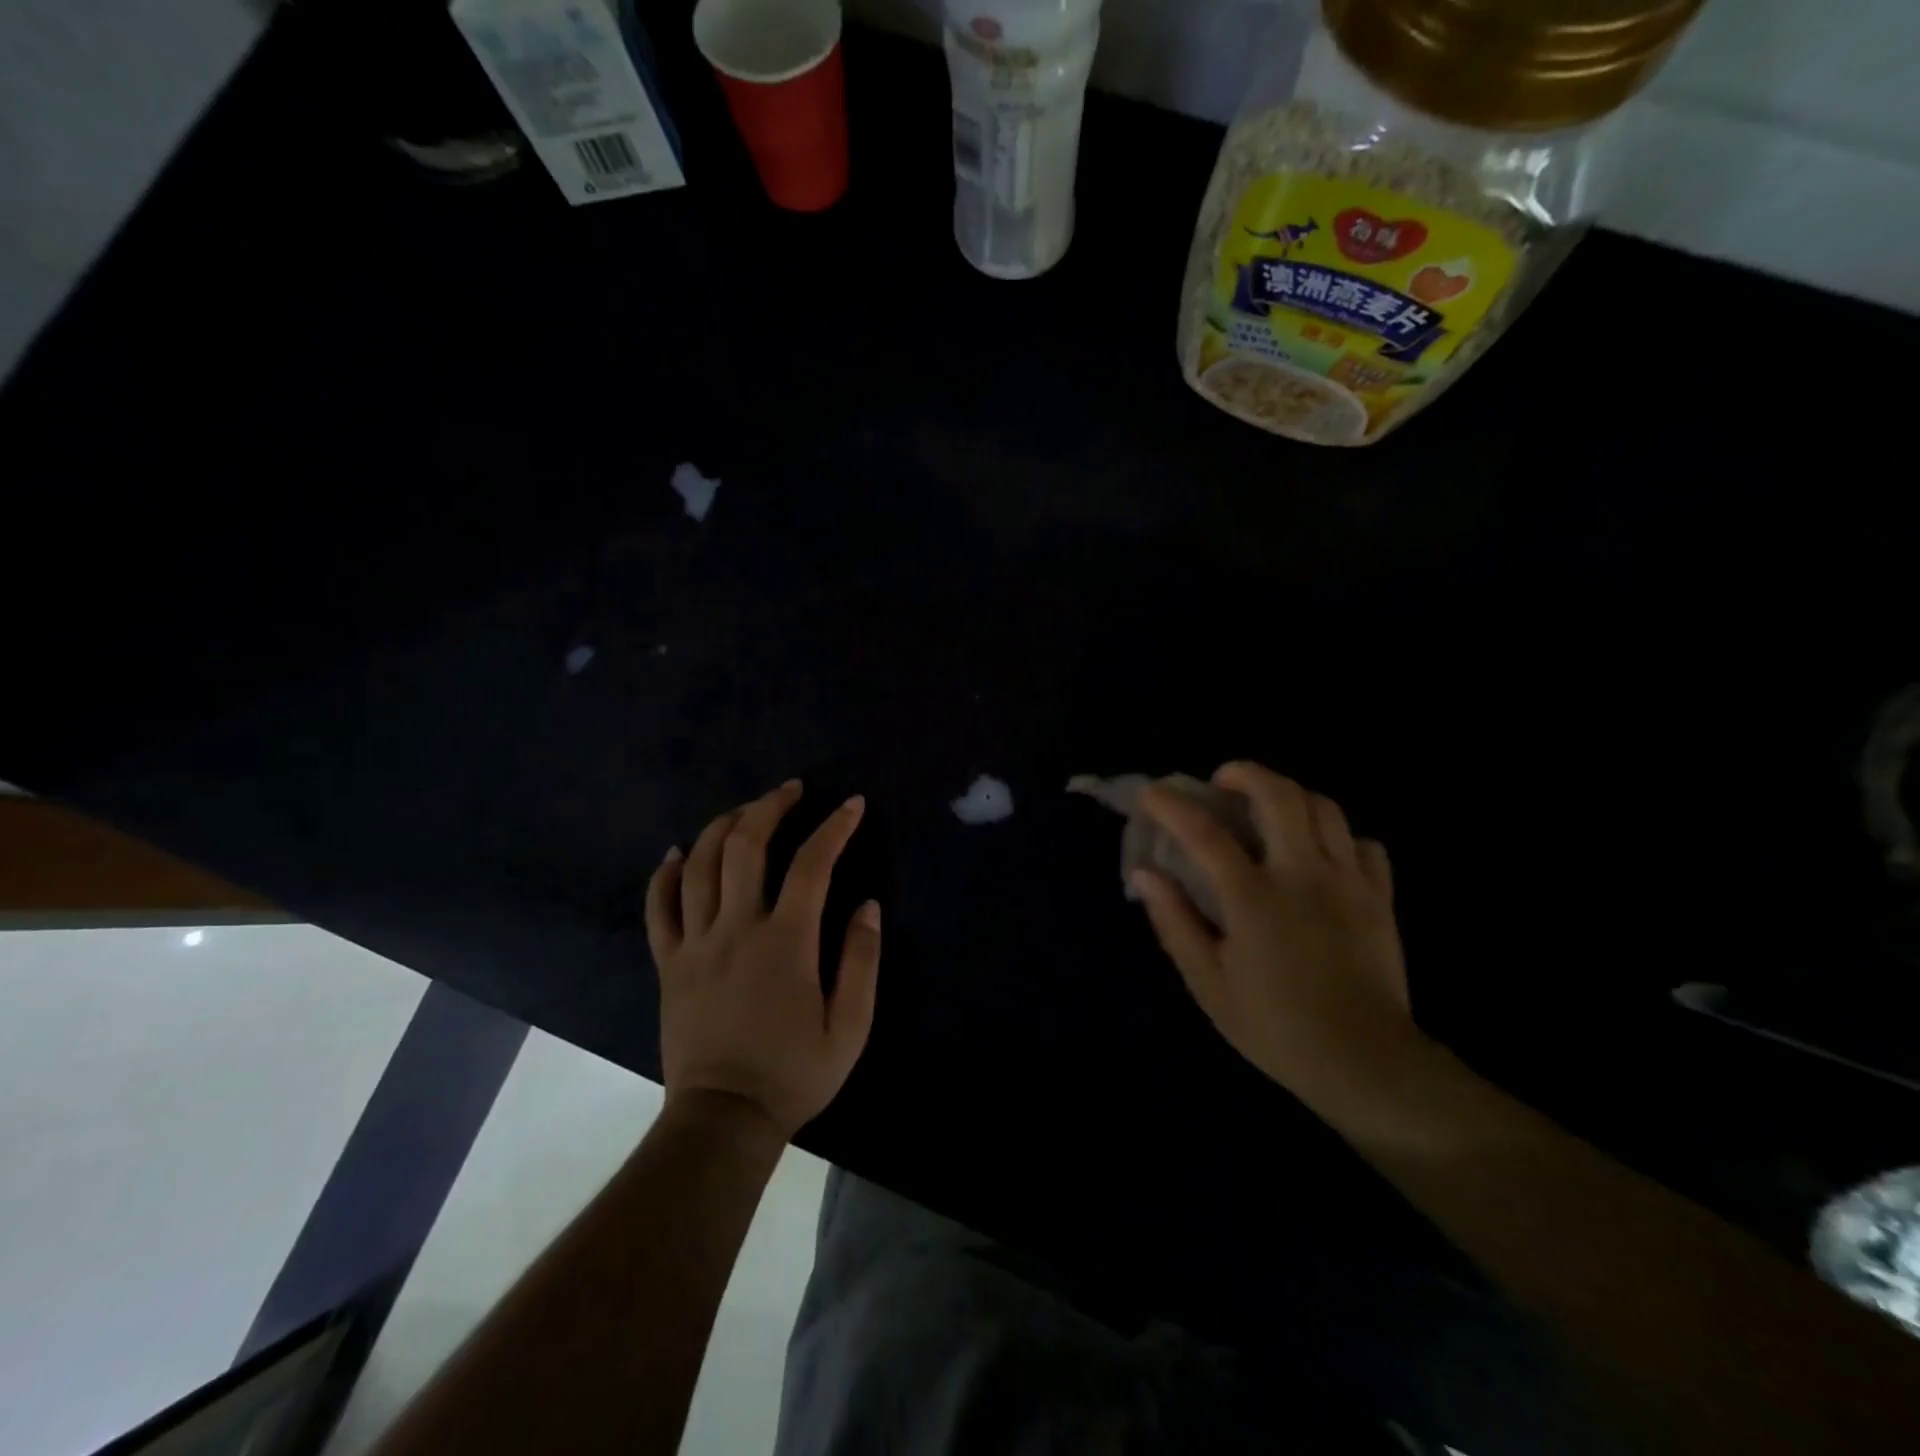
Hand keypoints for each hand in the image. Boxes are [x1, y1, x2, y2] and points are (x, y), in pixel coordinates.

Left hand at [646, 781, 880, 1140]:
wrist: (722, 1120)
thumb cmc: (793, 1074)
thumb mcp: (849, 1027)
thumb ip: (862, 961)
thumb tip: (868, 905)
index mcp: (786, 942)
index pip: (812, 864)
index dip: (835, 827)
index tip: (852, 805)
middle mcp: (736, 928)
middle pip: (746, 846)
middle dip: (770, 806)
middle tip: (791, 789)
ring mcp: (695, 943)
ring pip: (700, 865)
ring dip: (723, 826)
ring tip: (745, 810)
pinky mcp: (669, 963)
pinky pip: (658, 907)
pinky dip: (665, 874)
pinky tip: (676, 853)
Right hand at [1132, 762, 1419, 1106]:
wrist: (1366, 1064)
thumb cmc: (1275, 1028)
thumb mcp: (1208, 983)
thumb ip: (1174, 921)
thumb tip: (1144, 874)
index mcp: (1254, 899)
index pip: (1205, 833)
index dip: (1172, 806)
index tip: (1151, 794)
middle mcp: (1303, 876)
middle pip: (1280, 795)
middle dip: (1245, 774)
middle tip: (1223, 782)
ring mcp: (1349, 882)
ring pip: (1325, 808)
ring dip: (1290, 796)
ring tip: (1269, 810)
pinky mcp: (1381, 898)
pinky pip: (1364, 844)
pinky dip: (1338, 836)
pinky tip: (1321, 854)